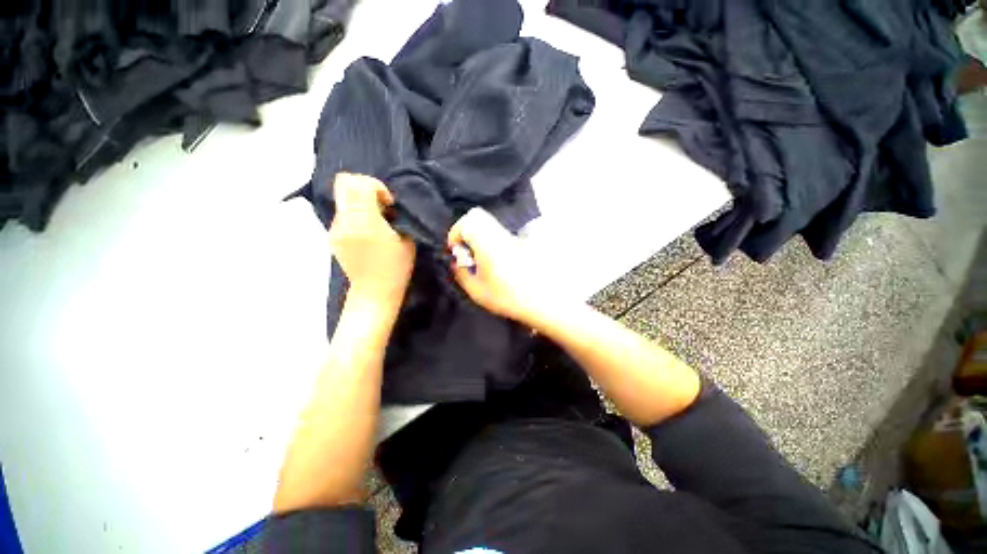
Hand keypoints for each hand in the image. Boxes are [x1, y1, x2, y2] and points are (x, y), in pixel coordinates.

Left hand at [329, 173, 415, 313]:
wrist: (375, 292)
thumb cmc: (397, 267)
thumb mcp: (407, 240)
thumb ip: (395, 217)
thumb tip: (385, 206)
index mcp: (365, 221)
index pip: (359, 184)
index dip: (376, 186)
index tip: (388, 204)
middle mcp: (345, 221)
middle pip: (344, 183)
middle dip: (364, 187)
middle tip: (379, 205)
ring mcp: (335, 229)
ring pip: (343, 198)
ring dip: (359, 202)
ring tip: (375, 222)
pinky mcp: (332, 237)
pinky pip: (342, 214)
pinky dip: (355, 214)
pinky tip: (367, 232)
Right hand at [447, 208, 555, 324]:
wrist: (549, 301)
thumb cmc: (511, 298)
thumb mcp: (478, 292)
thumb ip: (461, 274)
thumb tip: (456, 260)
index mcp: (490, 242)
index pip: (469, 220)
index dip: (457, 232)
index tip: (457, 250)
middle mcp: (504, 233)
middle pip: (480, 217)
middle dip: (468, 232)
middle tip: (470, 253)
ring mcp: (517, 235)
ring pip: (493, 225)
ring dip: (483, 237)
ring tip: (487, 260)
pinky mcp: (528, 240)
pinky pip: (506, 234)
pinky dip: (497, 242)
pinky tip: (503, 262)